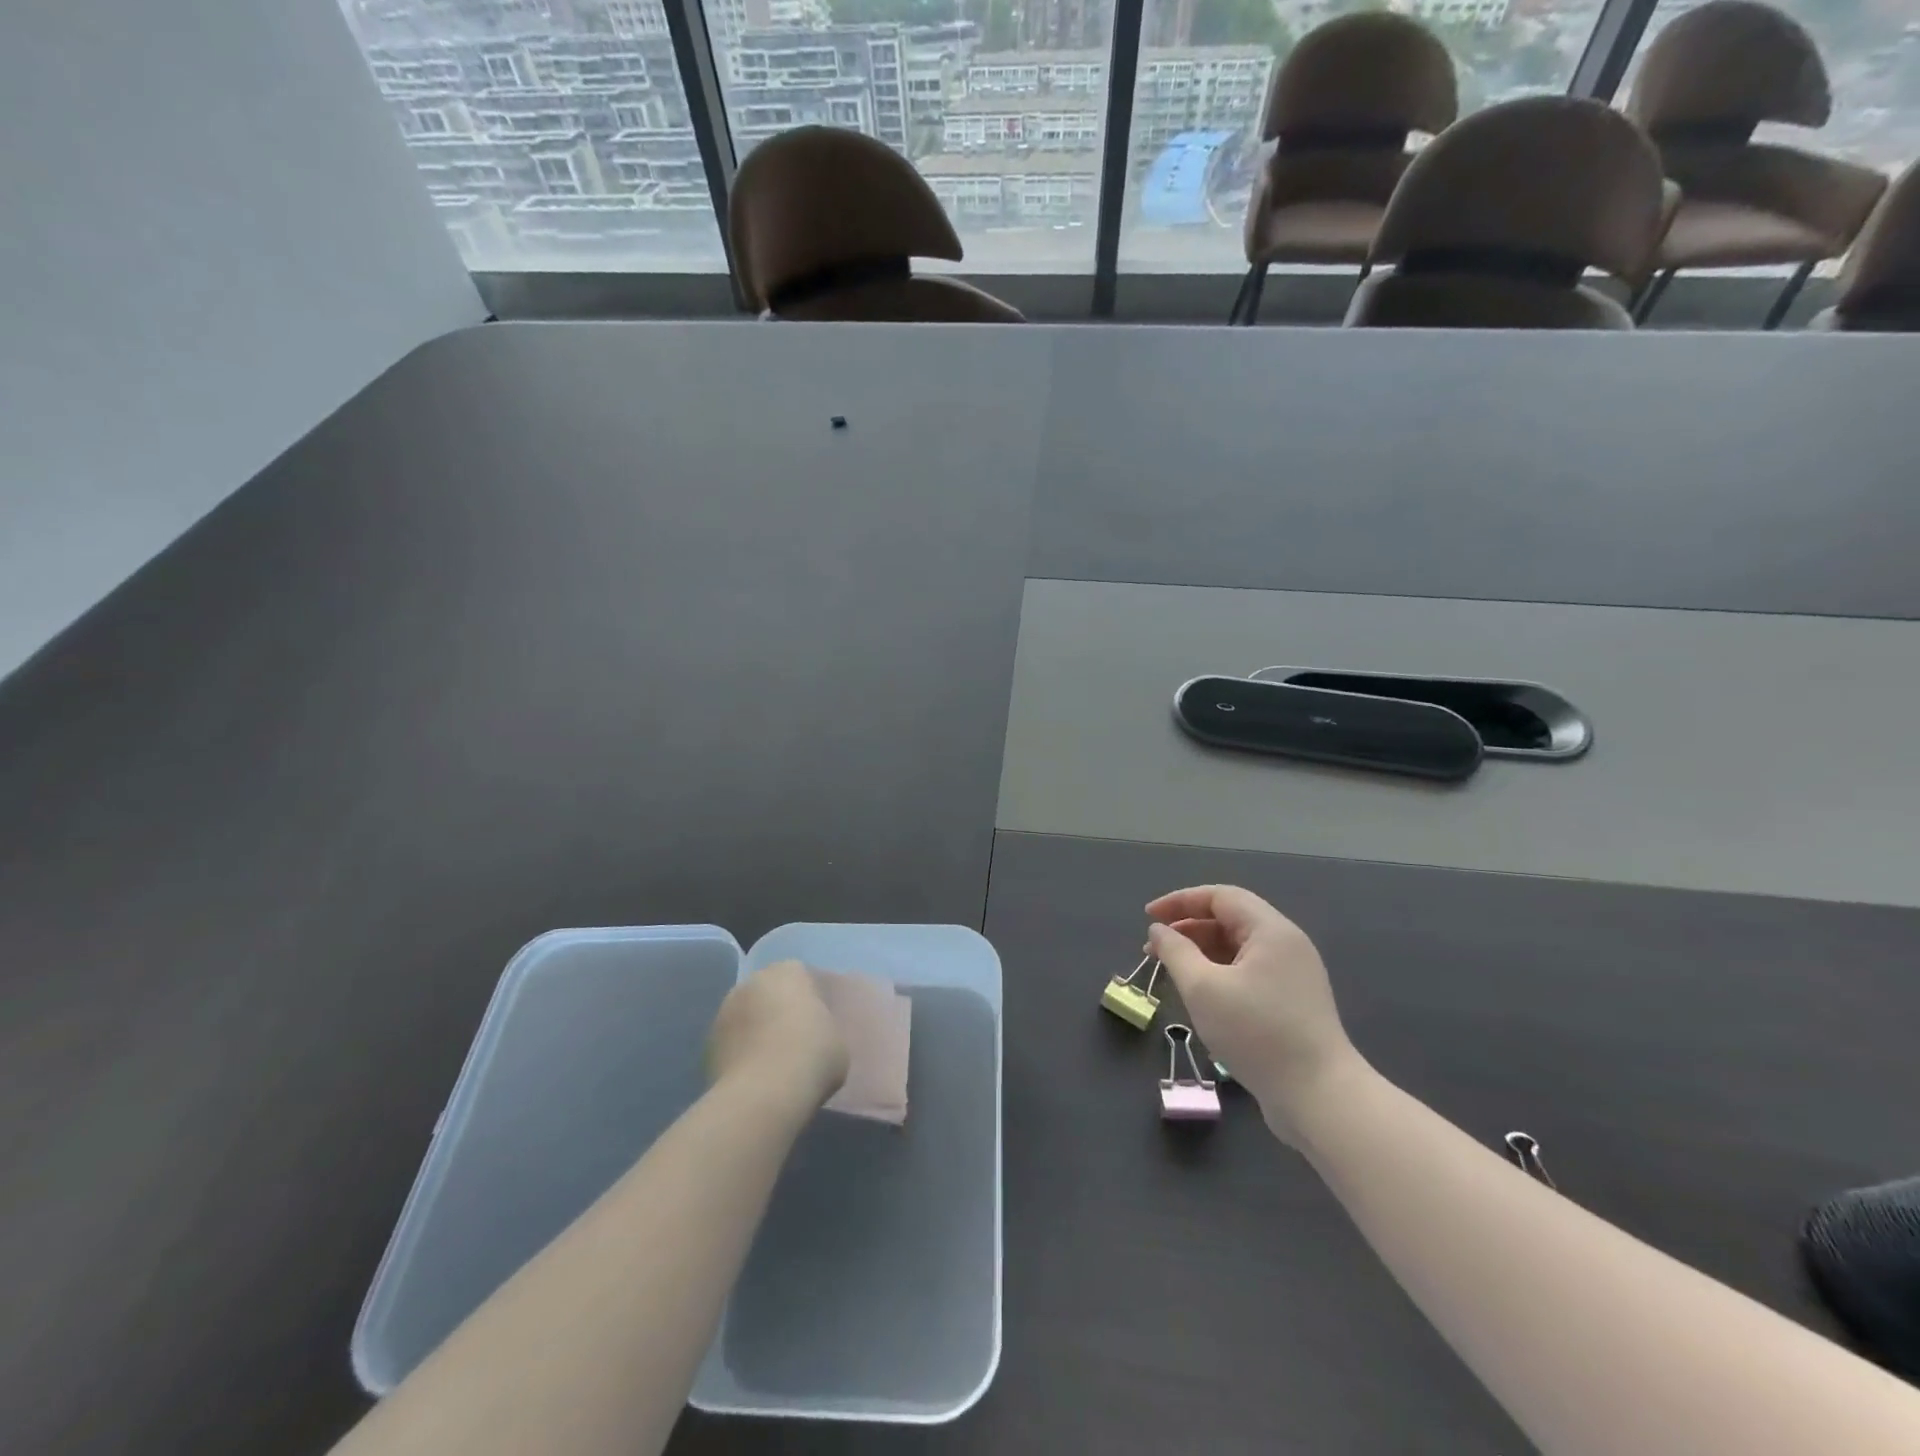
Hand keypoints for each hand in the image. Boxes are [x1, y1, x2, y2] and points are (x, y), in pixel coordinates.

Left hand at [708, 960, 849, 1111]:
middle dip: (778, 1010)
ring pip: (746, 1017)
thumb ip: (823, 1029)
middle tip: (795, 1041)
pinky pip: (731, 1043)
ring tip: (771, 1064)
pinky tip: (754, 1078)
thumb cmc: (812, 1056)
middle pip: (769, 993)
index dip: (810, 1000)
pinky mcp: (707, 1043)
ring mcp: (724, 1011)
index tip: (818, 1024)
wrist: (764, 1094)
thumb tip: (813, 1037)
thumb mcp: (837, 1040)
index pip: (801, 977)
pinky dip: (739, 1055)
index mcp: (788, 971)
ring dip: (755, 1032)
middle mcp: (752, 982)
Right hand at [1147, 885, 1365, 1143]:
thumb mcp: (1203, 988)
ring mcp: (1293, 975)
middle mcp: (1286, 945)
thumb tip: (1159, 930)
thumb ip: (1175, 952)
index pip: (1220, 897)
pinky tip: (1200, 995)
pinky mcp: (1293, 1003)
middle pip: (1230, 920)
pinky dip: (1219, 973)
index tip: (1149, 917)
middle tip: (1153, 948)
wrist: (1320, 1098)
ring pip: (1238, 949)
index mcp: (1271, 930)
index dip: (1180, 901)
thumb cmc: (1257, 1033)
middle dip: (1188, 928)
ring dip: (1201, 952)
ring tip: (1171, 972)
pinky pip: (1249, 973)